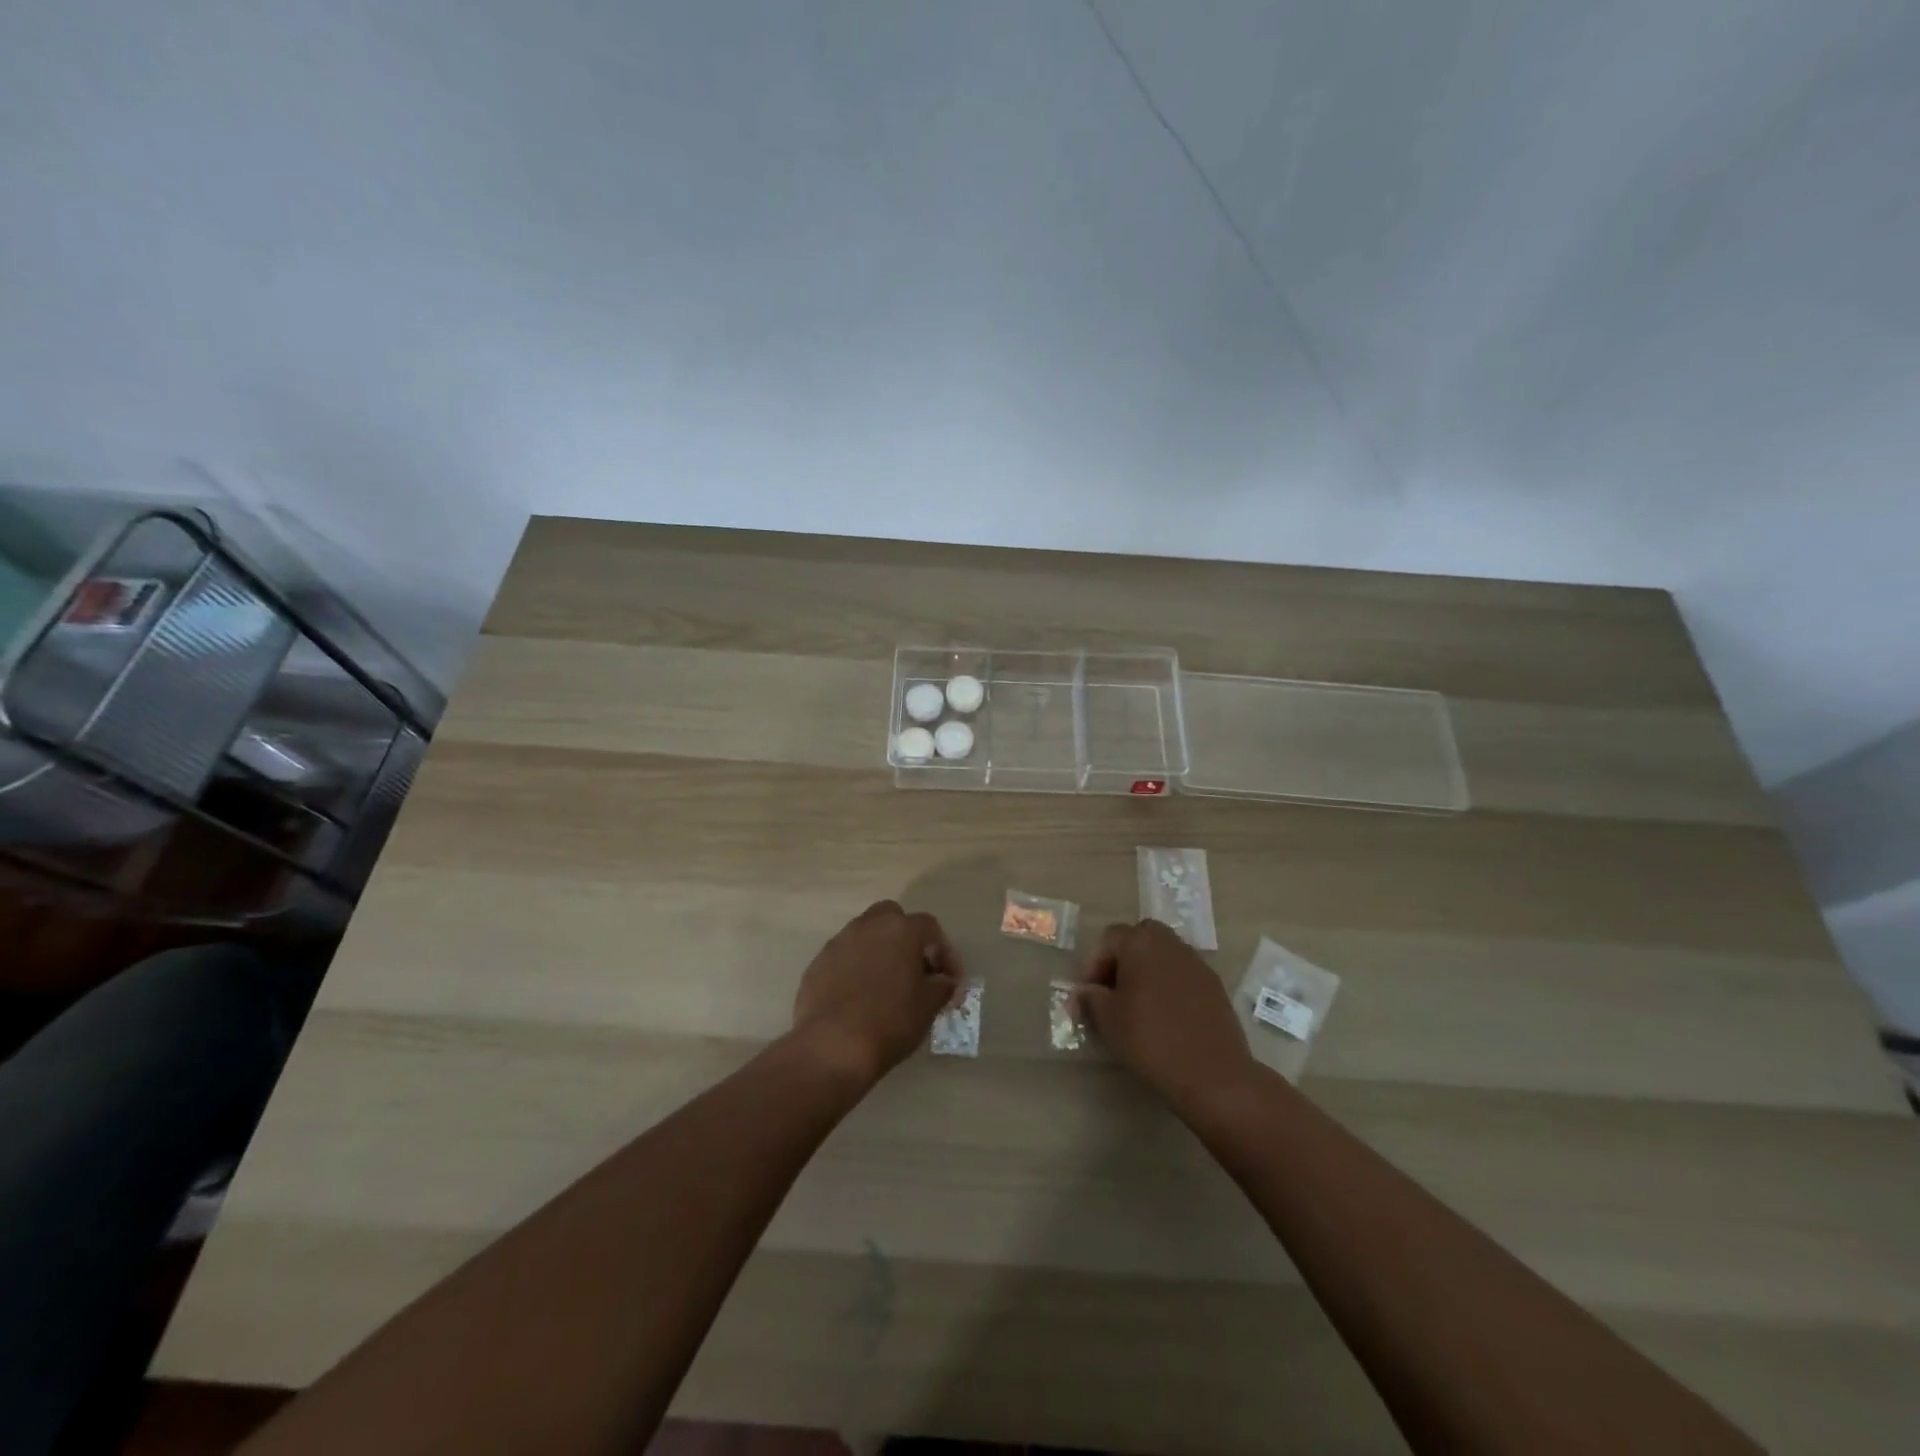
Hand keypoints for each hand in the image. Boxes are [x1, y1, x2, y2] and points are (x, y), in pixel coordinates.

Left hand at [791, 901, 959, 1087]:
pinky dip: (855, 969)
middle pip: (892, 918)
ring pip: (865, 935)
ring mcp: (839, 942)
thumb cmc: (891, 1021)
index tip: (950, 981)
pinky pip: (844, 957)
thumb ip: (942, 986)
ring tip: (887, 984)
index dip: (945, 953)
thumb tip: (944, 981)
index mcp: (901, 929)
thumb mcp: (929, 1005)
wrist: (833, 1046)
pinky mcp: (818, 964)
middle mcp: (869, 926)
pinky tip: (859, 997)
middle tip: (915, 969)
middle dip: (906, 938)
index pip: (931, 928)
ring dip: (879, 951)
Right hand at [1075, 919, 1256, 1109]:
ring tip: (1137, 1006)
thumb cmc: (1151, 1039)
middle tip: (1112, 993)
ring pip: (1163, 956)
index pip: (1109, 939)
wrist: (1212, 1074)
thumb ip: (1090, 998)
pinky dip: (1169, 987)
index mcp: (1141, 942)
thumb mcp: (1108, 1019)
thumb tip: (1083, 992)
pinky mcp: (1215, 986)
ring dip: (1146, 973)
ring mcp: (1197, 963)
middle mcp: (1170, 943)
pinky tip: (1165, 1017)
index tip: (1088, 995)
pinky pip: (1182, 975)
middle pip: (1139, 939)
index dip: (1093, 965)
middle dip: (1122, 961)